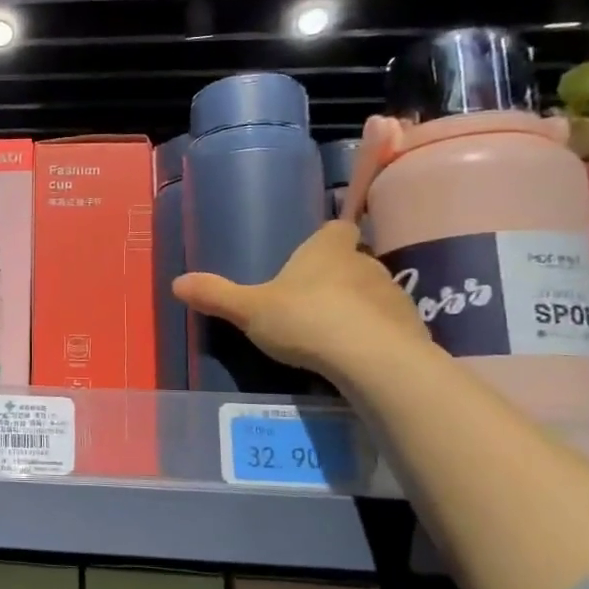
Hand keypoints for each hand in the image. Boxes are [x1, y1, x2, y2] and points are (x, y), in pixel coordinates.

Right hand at [173, 221, 430, 383]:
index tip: (314, 254)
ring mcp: (394, 294)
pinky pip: (389, 325)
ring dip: (358, 306)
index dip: (326, 239)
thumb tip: (177, 282)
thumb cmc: (305, 319)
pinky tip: (356, 356)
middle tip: (312, 301)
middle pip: (354, 260)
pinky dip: (374, 335)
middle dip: (337, 276)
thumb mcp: (249, 310)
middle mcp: (366, 262)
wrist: (372, 360)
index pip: (336, 229)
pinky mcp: (411, 327)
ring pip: (373, 293)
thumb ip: (216, 295)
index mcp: (328, 249)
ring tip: (333, 334)